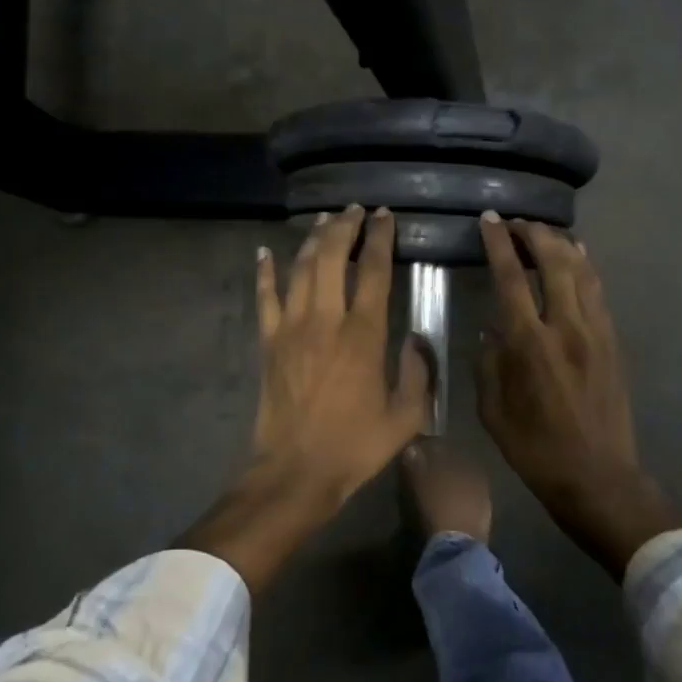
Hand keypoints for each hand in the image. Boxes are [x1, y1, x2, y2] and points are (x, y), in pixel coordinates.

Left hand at [251, 204, 429, 495]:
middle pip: (332, 257)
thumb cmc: (354, 446)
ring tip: (323, 220)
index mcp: (364, 335)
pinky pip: (264, 298)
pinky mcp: (268, 342)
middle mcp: (326, 320)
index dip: (380, 239)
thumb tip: (417, 339)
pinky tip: (263, 253)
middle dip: (344, 227)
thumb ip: (418, 374)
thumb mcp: (405, 417)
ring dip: (311, 240)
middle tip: (354, 210)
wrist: (295, 471)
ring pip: (300, 269)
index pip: (374, 272)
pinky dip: (264, 272)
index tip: (384, 216)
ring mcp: (291, 328)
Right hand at [476, 213, 676, 577]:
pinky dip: (585, 267)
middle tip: (516, 222)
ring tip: (543, 232)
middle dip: (534, 233)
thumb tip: (491, 329)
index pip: (511, 277)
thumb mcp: (492, 410)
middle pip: (554, 261)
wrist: (596, 476)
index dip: (498, 243)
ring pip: (582, 270)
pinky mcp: (613, 342)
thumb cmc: (535, 448)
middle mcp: (565, 327)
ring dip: (561, 244)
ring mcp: (596, 332)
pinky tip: (577, 258)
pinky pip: (598, 291)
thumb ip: (488, 362)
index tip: (490, 219)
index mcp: (529, 344)